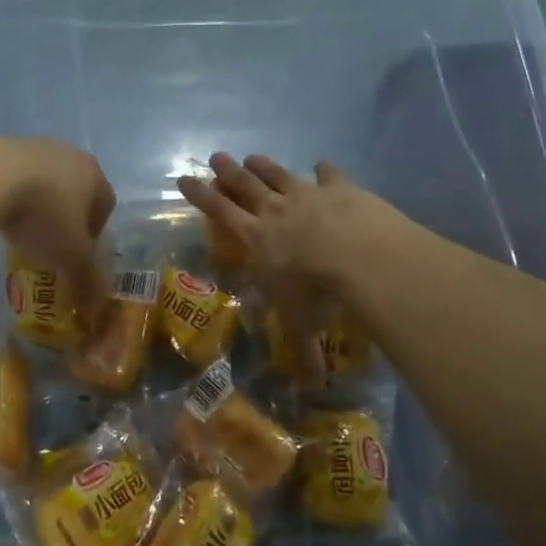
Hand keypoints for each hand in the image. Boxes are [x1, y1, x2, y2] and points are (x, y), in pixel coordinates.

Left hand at [0, 137, 115, 318]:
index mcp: (93, 173)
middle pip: (74, 188)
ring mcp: (31, 144)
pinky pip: (11, 174)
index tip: (79, 252)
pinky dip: (8, 192)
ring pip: (43, 179)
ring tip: (20, 229)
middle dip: (66, 215)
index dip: (95, 231)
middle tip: (51, 242)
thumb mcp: (70, 256)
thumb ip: (87, 280)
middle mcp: (67, 153)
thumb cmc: (43, 215)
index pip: (105, 203)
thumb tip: (97, 304)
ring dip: (37, 202)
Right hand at [177, 153, 387, 379]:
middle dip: (228, 172)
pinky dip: (324, 170)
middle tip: (216, 157)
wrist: (361, 255)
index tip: (184, 178)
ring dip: (265, 166)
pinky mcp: (340, 187)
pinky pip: (328, 174)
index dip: (201, 195)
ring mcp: (308, 195)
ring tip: (253, 157)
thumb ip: (305, 353)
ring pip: (280, 175)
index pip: (220, 212)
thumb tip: (312, 388)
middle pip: (246, 185)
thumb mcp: (305, 326)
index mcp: (257, 239)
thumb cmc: (319, 292)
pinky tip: (322, 165)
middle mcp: (277, 211)